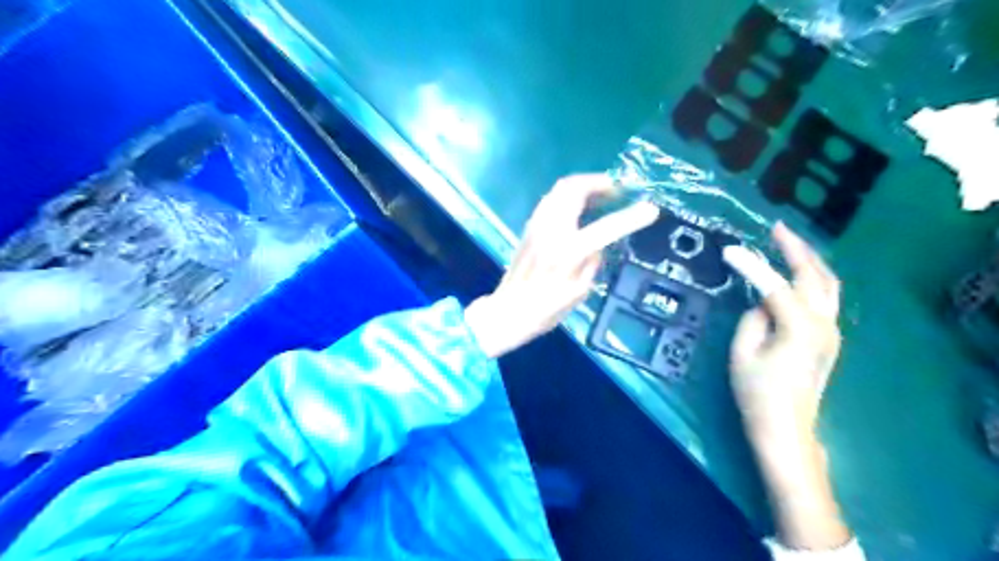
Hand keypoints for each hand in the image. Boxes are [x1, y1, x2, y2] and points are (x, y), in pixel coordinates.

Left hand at [465, 175, 661, 358]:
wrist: (508, 311)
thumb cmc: (546, 309)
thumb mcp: (580, 291)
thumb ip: (593, 262)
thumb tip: (599, 244)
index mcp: (568, 251)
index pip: (606, 226)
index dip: (631, 216)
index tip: (651, 208)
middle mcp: (551, 230)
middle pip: (575, 188)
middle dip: (600, 183)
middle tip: (618, 190)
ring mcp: (537, 225)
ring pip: (560, 189)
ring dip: (584, 186)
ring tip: (602, 195)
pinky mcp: (529, 227)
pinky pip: (552, 199)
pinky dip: (570, 195)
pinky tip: (580, 207)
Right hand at [724, 221, 835, 447]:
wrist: (786, 427)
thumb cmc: (757, 392)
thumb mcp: (742, 353)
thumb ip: (752, 319)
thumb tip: (763, 302)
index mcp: (799, 328)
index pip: (774, 285)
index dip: (752, 265)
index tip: (729, 250)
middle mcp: (823, 324)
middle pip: (815, 275)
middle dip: (796, 249)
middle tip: (776, 228)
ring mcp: (831, 331)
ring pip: (829, 284)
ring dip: (810, 260)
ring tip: (789, 242)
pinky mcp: (829, 338)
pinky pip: (825, 297)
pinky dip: (813, 277)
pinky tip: (797, 271)